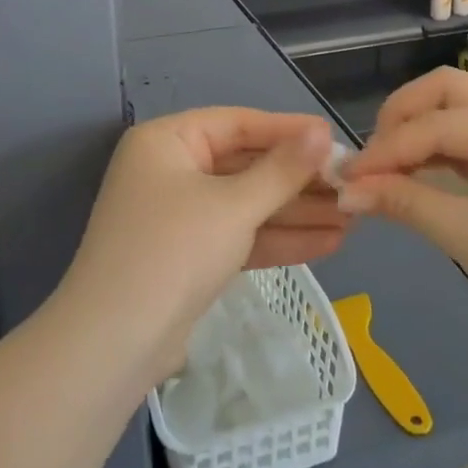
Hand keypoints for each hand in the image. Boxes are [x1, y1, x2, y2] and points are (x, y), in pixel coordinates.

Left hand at [60, 108, 348, 382]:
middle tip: (352, 186)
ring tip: (353, 218)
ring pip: (246, 204)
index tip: (335, 138)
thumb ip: (281, 170)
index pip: (237, 123)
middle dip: (298, 180)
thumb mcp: (233, 206)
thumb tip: (322, 133)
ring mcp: (178, 215)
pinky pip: (238, 236)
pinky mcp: (189, 255)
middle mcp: (170, 170)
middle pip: (245, 165)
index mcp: (167, 141)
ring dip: (296, 213)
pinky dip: (277, 239)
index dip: (288, 131)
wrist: (114, 344)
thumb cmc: (173, 251)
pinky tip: (328, 244)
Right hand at [337, 68, 467, 367]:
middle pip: (450, 91)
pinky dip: (437, 151)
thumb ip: (404, 203)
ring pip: (458, 110)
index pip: (440, 124)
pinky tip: (412, 173)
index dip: (388, 148)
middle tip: (370, 157)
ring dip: (417, 132)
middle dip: (402, 117)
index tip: (346, 176)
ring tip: (383, 167)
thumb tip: (345, 191)